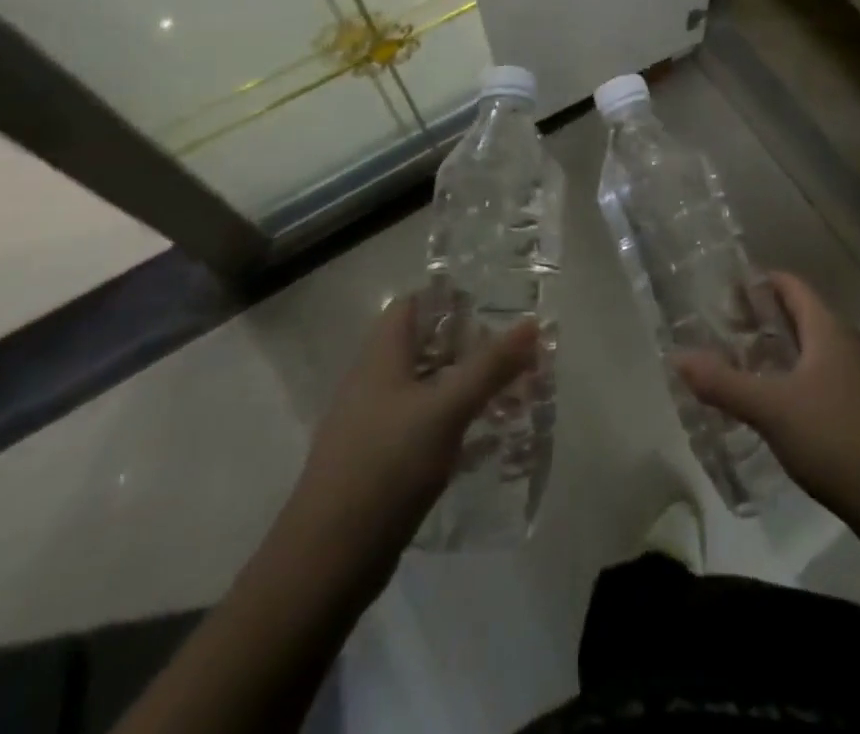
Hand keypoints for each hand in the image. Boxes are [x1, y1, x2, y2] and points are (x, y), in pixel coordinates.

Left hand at [285, 294, 537, 592]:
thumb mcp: (447, 409)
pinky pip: (422, 425)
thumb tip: (532, 323)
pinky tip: (483, 440)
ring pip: (425, 387)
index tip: (492, 304)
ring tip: (509, 392)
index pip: (412, 304)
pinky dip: (452, 423)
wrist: (327, 560)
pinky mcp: (379, 461)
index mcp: (381, 356)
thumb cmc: (387, 466)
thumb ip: (491, 365)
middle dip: (468, 345)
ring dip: (463, 385)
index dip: (449, 298)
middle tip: (512, 351)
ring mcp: (373, 423)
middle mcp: (373, 381)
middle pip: (423, 345)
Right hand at [676, 272, 859, 525]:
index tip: (720, 296)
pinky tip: (769, 407)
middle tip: (718, 333)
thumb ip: (723, 383)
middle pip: (796, 315)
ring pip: (807, 349)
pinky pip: (817, 378)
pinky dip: (789, 379)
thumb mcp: (772, 408)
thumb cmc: (837, 438)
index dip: (756, 284)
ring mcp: (856, 377)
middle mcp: (844, 343)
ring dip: (772, 352)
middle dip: (758, 320)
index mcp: (827, 328)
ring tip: (735, 368)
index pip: (789, 285)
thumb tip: (677, 357)